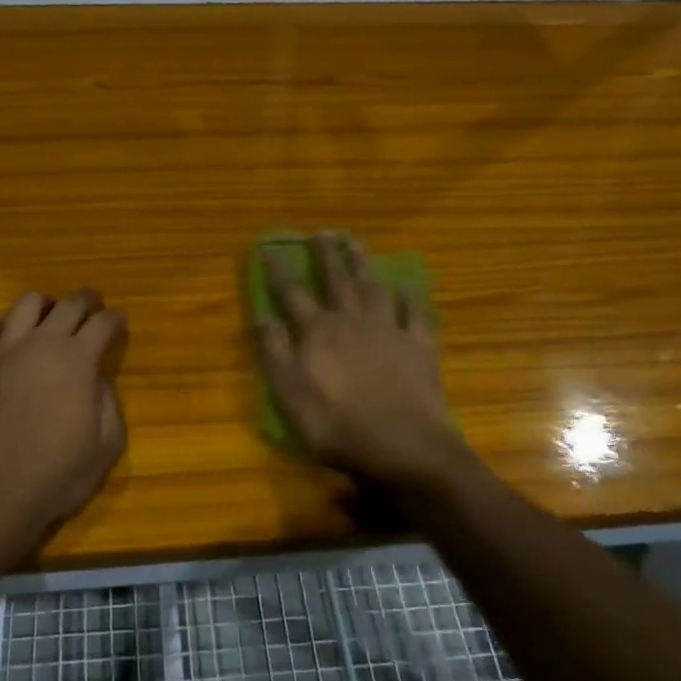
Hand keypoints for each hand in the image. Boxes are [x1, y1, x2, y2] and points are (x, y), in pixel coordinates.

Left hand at [0, 290, 128, 558]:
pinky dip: (7, 327)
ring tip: (51, 318)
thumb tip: (97, 376)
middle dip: (88, 302)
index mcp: (76, 361)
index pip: (103, 323)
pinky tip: (12, 341)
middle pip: (69, 304)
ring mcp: (2, 351)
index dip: (116, 321)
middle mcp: (40, 344)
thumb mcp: (106, 445)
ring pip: (27, 304)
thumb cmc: (56, 477)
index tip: (119, 325)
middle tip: (94, 309)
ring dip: (47, 306)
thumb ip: (108, 401)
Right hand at [256, 234, 470, 491]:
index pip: (292, 293)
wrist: (404, 447)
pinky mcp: (419, 347)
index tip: (269, 247)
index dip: (279, 270)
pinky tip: (405, 285)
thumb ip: (274, 352)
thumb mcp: (289, 395)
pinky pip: (415, 313)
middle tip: (321, 233)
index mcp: (318, 333)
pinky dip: (409, 296)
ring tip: (355, 242)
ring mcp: (389, 331)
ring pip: (373, 287)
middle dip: (326, 255)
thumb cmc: (337, 426)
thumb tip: (261, 316)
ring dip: (362, 263)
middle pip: (336, 281)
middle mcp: (352, 321)